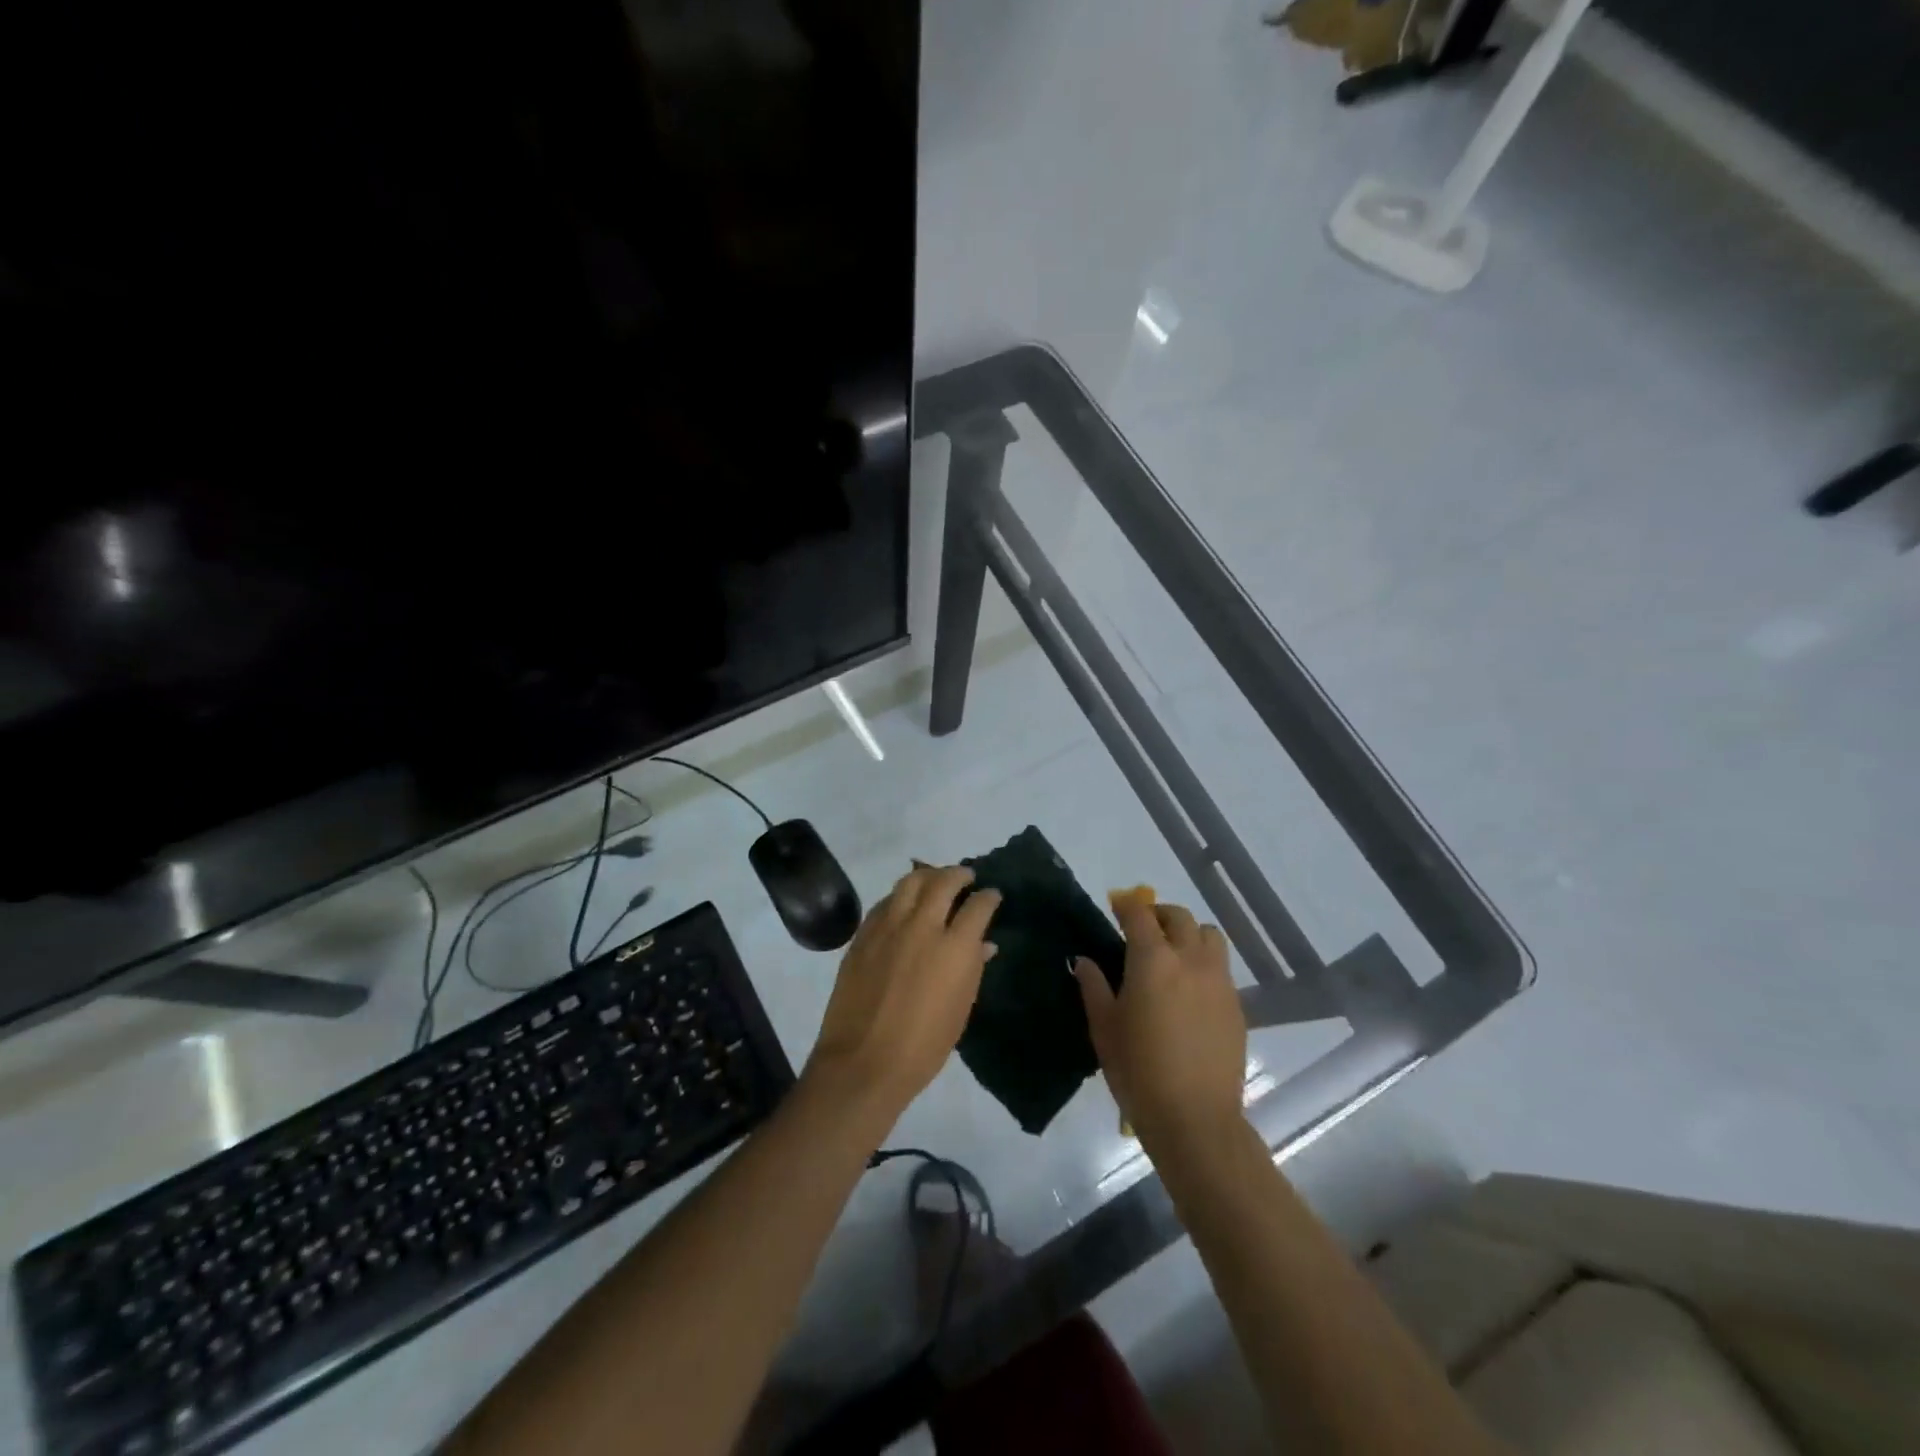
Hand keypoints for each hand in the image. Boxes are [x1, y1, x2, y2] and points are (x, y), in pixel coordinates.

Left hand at [805, 864, 1000, 1125]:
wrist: (863, 1062)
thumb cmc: (923, 1046)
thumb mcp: (960, 1010)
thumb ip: (973, 968)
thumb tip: (983, 944)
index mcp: (954, 948)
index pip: (978, 905)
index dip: (989, 896)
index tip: (992, 895)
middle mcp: (922, 926)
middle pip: (943, 881)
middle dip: (959, 874)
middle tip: (966, 877)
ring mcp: (888, 927)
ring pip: (910, 882)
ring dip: (928, 875)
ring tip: (935, 880)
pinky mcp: (863, 935)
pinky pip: (885, 902)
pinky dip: (900, 896)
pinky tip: (904, 903)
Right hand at [1077, 896, 1246, 1145]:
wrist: (1195, 1119)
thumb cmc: (1138, 1071)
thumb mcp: (1104, 1028)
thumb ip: (1094, 987)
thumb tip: (1084, 960)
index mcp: (1152, 960)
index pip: (1140, 914)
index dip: (1126, 905)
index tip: (1116, 907)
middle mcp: (1190, 960)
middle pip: (1179, 917)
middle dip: (1159, 915)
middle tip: (1142, 931)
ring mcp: (1219, 981)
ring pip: (1209, 936)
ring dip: (1188, 934)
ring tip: (1173, 955)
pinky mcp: (1237, 1005)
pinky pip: (1221, 968)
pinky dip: (1204, 964)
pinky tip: (1190, 991)